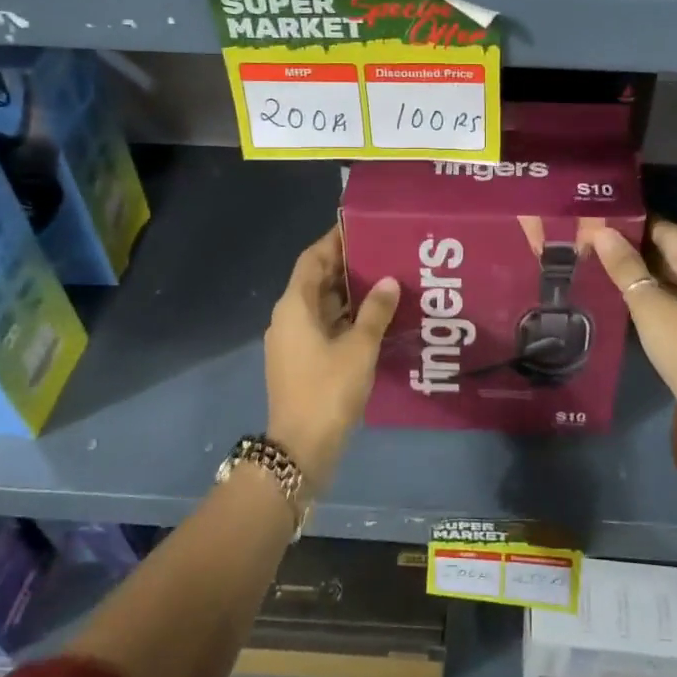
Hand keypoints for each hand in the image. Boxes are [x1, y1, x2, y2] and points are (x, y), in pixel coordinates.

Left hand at [264, 227, 399, 490]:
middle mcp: (288, 317)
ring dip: (348, 293)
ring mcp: (292, 341)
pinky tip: (375, 318)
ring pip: (321, 305)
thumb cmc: (328, 390)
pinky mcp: (301, 361)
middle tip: (383, 253)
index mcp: (295, 305)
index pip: (312, 259)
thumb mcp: (359, 347)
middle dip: (346, 266)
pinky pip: (324, 326)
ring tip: (385, 281)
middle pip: (316, 280)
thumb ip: (375, 311)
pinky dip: (346, 317)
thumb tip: (389, 281)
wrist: (300, 449)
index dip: (334, 241)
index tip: (362, 227)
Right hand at [593, 220, 676, 397]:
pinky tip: (632, 293)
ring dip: (647, 273)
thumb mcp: (650, 306)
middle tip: (598, 246)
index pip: (667, 231)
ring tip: (608, 266)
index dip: (632, 227)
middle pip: (675, 252)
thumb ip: (626, 268)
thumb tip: (601, 232)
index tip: (601, 225)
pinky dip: (661, 291)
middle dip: (637, 251)